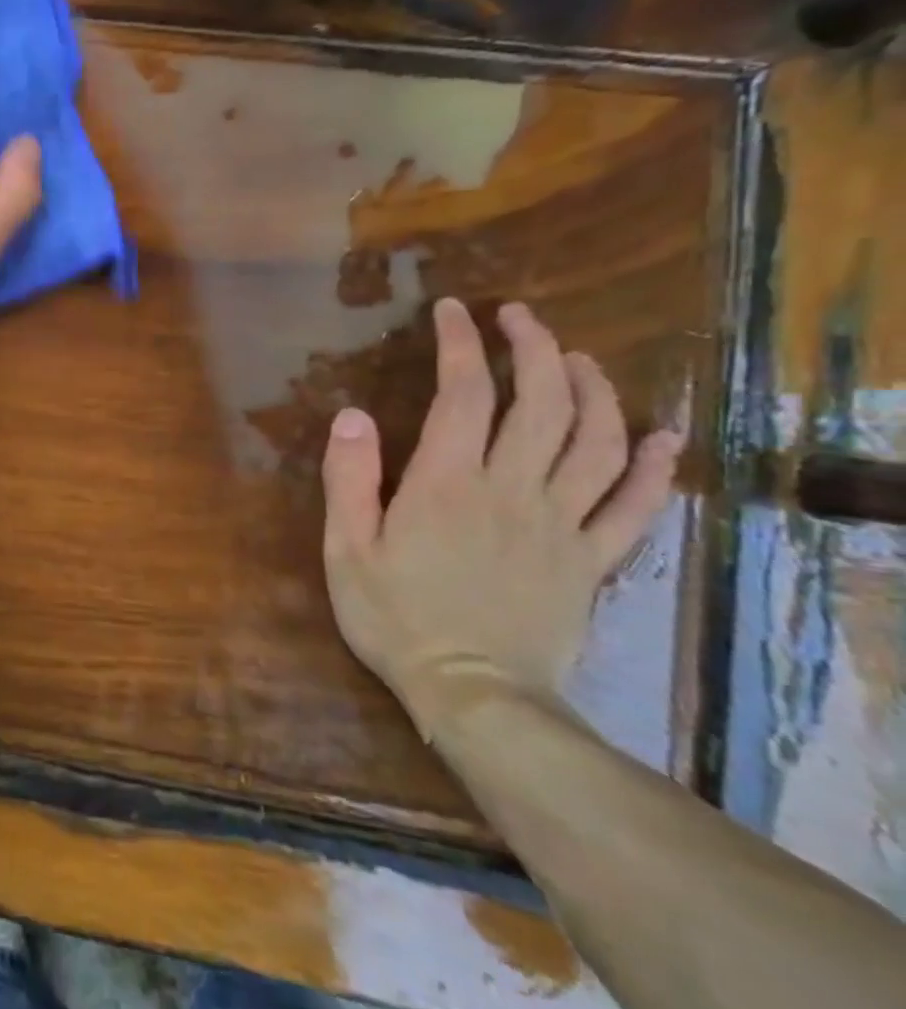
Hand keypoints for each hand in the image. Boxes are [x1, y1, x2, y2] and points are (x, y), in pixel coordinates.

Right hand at [320, 299, 683, 740]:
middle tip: (520, 318)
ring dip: (595, 392)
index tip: (453, 311)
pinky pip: (635, 508)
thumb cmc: (396, 617)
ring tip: (579, 360)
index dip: (461, 345)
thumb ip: (349, 479)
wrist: (475, 697)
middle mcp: (513, 490)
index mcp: (448, 483)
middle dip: (535, 349)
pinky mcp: (592, 561)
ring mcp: (561, 525)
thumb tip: (351, 414)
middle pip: (542, 404)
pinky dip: (654, 468)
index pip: (464, 395)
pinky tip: (661, 437)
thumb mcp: (346, 548)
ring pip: (597, 443)